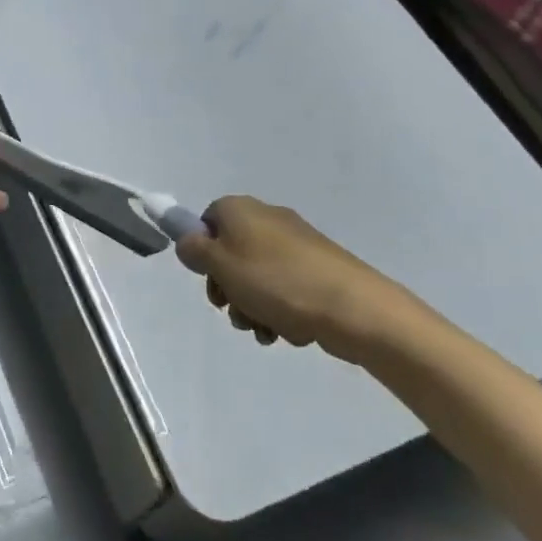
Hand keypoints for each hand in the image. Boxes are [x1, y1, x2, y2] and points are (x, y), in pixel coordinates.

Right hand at [174, 196, 420, 361]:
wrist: (352, 307)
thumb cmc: (276, 281)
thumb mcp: (220, 265)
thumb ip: (194, 250)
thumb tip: (189, 242)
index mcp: (241, 209)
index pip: (207, 221)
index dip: (202, 251)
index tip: (207, 278)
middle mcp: (268, 219)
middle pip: (230, 252)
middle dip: (227, 286)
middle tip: (231, 309)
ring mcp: (296, 245)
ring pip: (256, 276)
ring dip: (251, 305)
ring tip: (262, 329)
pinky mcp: (318, 270)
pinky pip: (284, 289)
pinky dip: (278, 310)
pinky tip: (284, 331)